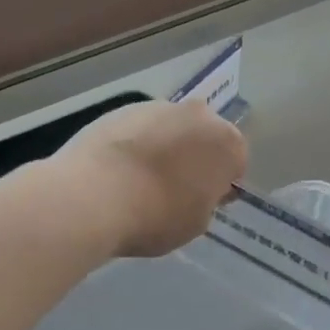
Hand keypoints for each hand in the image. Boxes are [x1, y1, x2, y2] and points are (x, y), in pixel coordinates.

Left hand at [58, 100, 246, 257]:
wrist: (94, 195)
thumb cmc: (156, 215)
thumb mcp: (196, 223)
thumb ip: (205, 200)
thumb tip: (195, 189)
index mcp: (226, 142)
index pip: (235, 160)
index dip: (221, 182)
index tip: (204, 200)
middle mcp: (197, 114)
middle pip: (203, 136)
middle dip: (194, 156)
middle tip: (174, 188)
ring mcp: (157, 106)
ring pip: (170, 128)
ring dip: (163, 147)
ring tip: (139, 179)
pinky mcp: (121, 108)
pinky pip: (139, 128)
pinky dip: (134, 143)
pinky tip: (117, 170)